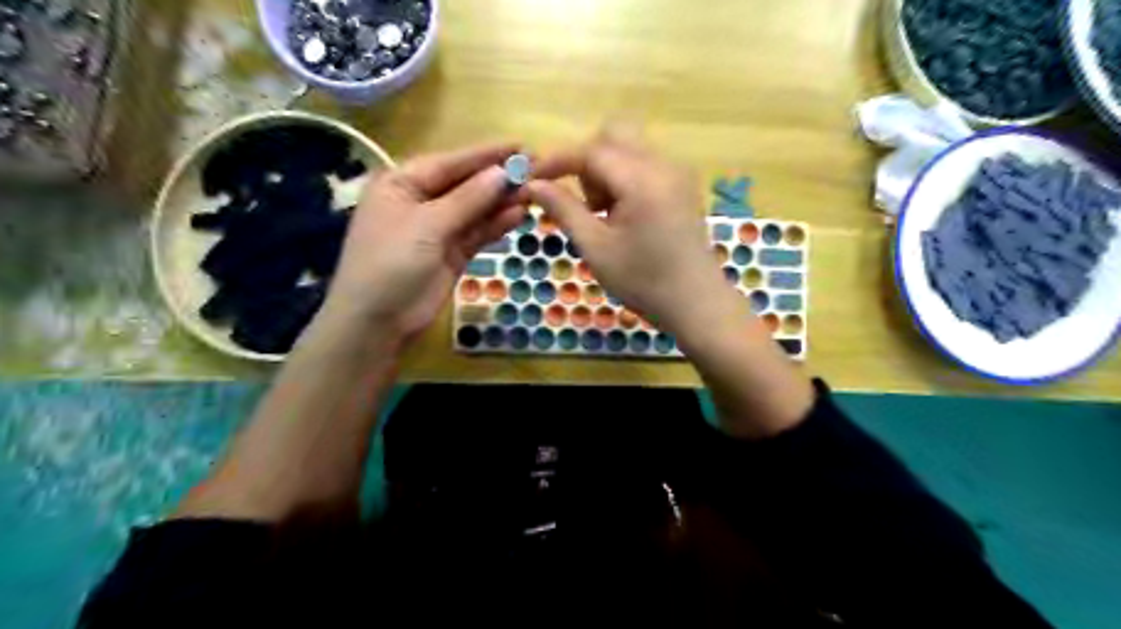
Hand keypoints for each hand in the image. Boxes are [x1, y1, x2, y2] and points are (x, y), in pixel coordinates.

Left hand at [324, 143, 530, 343]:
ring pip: (475, 209)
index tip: (522, 146)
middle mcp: (420, 200)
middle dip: (499, 179)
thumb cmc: (390, 264)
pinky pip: (477, 232)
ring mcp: (438, 228)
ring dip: (502, 202)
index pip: (451, 162)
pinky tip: (519, 215)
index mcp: (402, 182)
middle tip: (537, 170)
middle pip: (466, 184)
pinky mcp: (452, 252)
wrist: (377, 322)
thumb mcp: (427, 226)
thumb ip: (467, 200)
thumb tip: (502, 173)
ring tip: (536, 192)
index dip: (487, 154)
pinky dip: (496, 225)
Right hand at [529, 122, 731, 337]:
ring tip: (604, 214)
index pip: (591, 151)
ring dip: (606, 170)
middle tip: (585, 203)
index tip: (532, 179)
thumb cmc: (643, 281)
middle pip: (614, 135)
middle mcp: (663, 165)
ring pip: (629, 147)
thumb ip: (563, 209)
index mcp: (642, 180)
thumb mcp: (595, 248)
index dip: (557, 161)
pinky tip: (624, 214)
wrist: (696, 303)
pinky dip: (625, 177)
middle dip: (587, 161)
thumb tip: (533, 184)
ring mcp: (678, 173)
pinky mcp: (683, 185)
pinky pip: (645, 163)